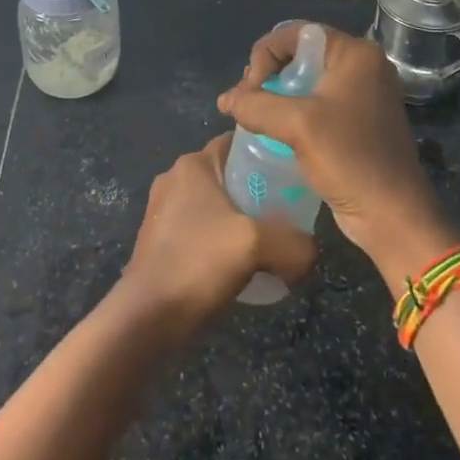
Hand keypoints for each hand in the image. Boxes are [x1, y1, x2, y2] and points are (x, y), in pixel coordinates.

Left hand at [118, 135, 318, 340]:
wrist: (148, 316)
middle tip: (288, 213)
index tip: (293, 174)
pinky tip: (239, 264)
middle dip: (257, 191)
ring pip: (214, 203)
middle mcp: (175, 177)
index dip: (267, 154)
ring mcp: (163, 209)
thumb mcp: (257, 245)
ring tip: (268, 243)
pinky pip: (201, 228)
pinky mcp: (159, 238)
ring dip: (239, 219)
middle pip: (228, 174)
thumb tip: (311, 251)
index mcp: (194, 165)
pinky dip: (221, 239)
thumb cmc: (199, 263)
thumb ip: (294, 242)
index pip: (237, 143)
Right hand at [217, 24, 455, 290]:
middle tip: (247, 104)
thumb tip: (227, 101)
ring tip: (252, 117)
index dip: (266, 55)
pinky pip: (316, 103)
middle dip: (267, 75)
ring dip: (275, 95)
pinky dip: (291, 112)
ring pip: (306, 80)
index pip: (296, 34)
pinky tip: (271, 130)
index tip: (251, 89)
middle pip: (300, 54)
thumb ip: (256, 105)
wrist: (393, 217)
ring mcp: (362, 94)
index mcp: (355, 54)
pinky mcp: (358, 121)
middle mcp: (362, 66)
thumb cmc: (350, 159)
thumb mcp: (298, 125)